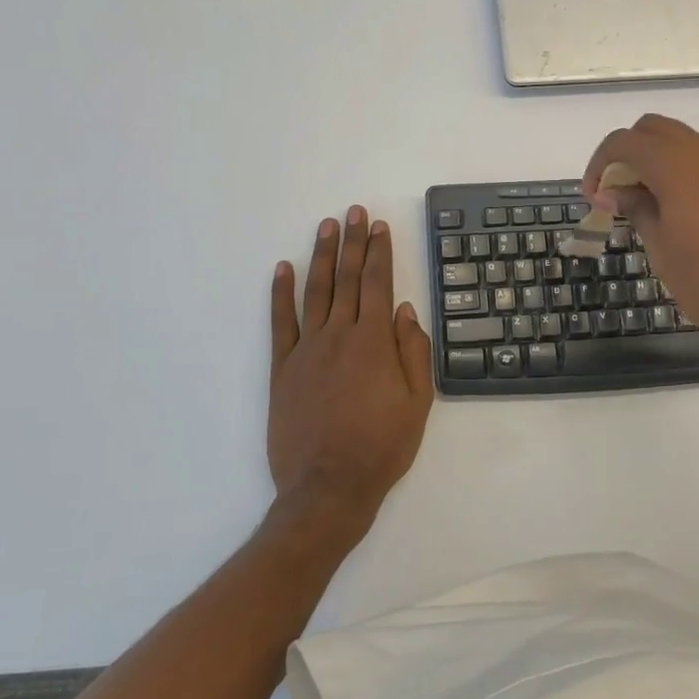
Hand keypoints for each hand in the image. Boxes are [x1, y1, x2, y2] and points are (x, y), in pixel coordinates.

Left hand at [268, 206, 433, 538]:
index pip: (378, 285)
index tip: (378, 226)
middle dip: (352, 242)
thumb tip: (406, 311)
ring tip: (325, 226)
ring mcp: (307, 350)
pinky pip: (281, 323)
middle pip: (347, 279)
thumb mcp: (418, 403)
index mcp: (375, 343)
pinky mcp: (283, 369)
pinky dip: (280, 293)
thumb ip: (414, 352)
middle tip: (353, 211)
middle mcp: (339, 336)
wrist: (328, 488)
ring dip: (321, 257)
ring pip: (316, 292)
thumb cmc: (382, 447)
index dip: (379, 252)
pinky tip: (282, 269)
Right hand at [583, 114, 698, 357]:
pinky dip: (681, 174)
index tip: (595, 200)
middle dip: (627, 155)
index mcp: (676, 165)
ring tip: (645, 207)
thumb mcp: (663, 250)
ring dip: (656, 163)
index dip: (600, 165)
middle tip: (617, 195)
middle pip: (653, 130)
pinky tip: (679, 215)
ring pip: (682, 143)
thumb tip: (617, 191)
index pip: (624, 142)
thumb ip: (639, 211)